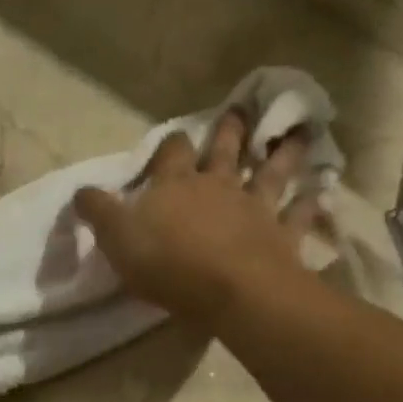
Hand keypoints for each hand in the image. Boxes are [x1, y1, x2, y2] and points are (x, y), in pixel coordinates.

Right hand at [73, 110, 320, 327]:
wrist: (231, 290)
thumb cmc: (168, 263)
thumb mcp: (117, 238)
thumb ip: (98, 212)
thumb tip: (80, 190)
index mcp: (176, 185)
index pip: (172, 153)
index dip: (171, 146)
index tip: (173, 141)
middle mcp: (218, 187)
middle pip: (225, 151)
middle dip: (230, 131)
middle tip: (241, 111)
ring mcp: (255, 208)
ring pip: (271, 173)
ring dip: (283, 153)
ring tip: (298, 133)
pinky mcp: (282, 236)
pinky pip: (299, 216)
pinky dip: (310, 203)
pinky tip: (321, 193)